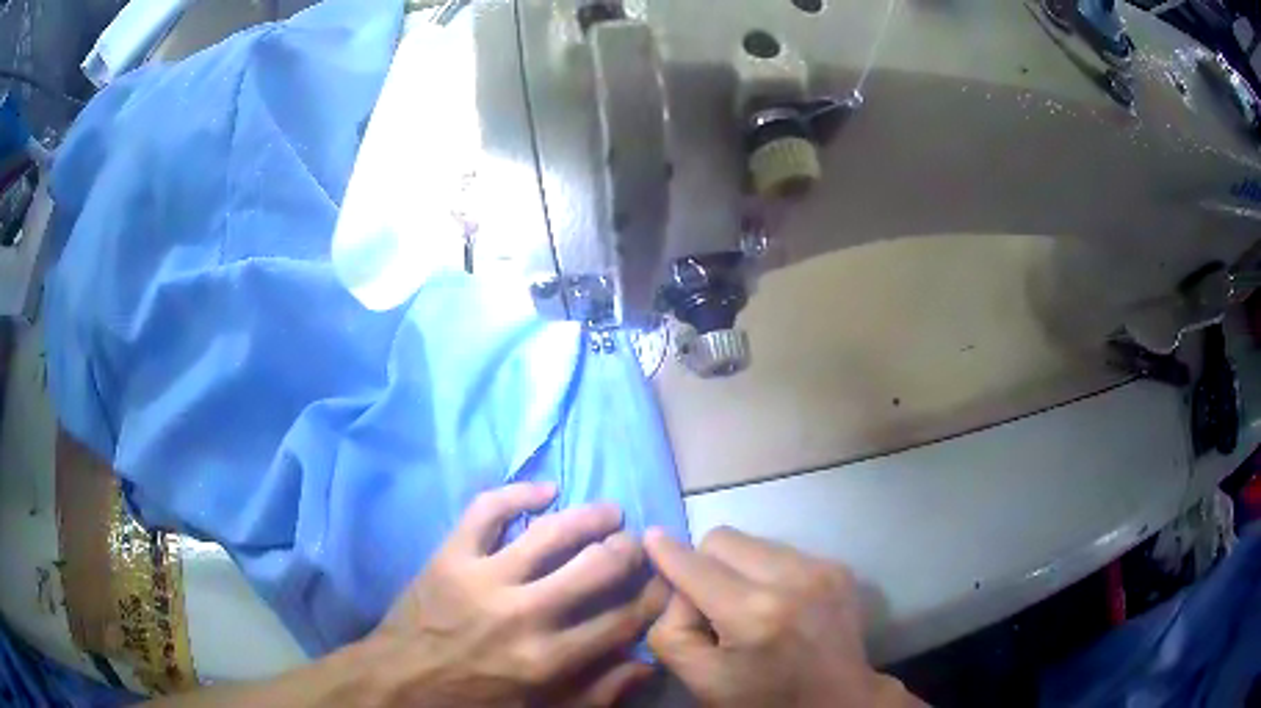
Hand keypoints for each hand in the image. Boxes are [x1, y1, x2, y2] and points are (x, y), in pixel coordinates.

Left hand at [373, 483, 666, 706]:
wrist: (399, 680)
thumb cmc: (473, 700)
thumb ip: (595, 694)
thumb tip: (645, 664)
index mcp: (547, 660)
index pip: (621, 620)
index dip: (653, 597)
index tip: (665, 582)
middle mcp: (522, 615)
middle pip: (595, 569)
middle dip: (628, 551)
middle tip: (636, 545)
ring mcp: (483, 578)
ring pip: (550, 533)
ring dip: (590, 517)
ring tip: (610, 512)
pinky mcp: (450, 555)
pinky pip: (487, 510)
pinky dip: (518, 492)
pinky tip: (546, 490)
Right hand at [644, 527, 923, 707]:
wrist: (838, 701)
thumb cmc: (763, 699)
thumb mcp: (700, 679)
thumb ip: (671, 629)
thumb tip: (672, 586)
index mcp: (752, 613)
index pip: (694, 564)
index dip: (666, 553)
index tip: (650, 539)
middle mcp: (791, 578)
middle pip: (722, 539)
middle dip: (705, 564)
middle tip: (712, 602)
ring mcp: (821, 568)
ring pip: (754, 541)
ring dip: (739, 566)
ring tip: (750, 605)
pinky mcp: (838, 566)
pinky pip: (783, 550)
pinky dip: (769, 570)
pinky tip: (779, 604)